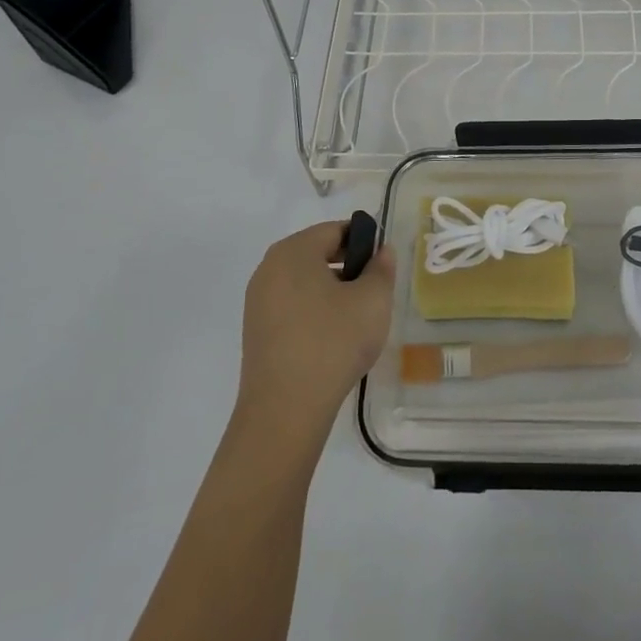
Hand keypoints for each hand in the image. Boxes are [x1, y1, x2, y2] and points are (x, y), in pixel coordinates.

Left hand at [235, 221, 393, 444]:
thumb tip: (381, 252)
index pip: (335, 230)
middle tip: (374, 293)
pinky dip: (315, 312)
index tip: (383, 266)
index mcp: (293, 251)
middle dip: (348, 266)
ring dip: (333, 290)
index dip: (365, 242)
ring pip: (305, 281)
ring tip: (357, 319)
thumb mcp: (373, 301)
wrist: (285, 410)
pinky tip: (333, 339)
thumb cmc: (333, 342)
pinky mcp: (256, 331)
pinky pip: (292, 306)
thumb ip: (381, 268)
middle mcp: (269, 268)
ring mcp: (258, 301)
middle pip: (317, 253)